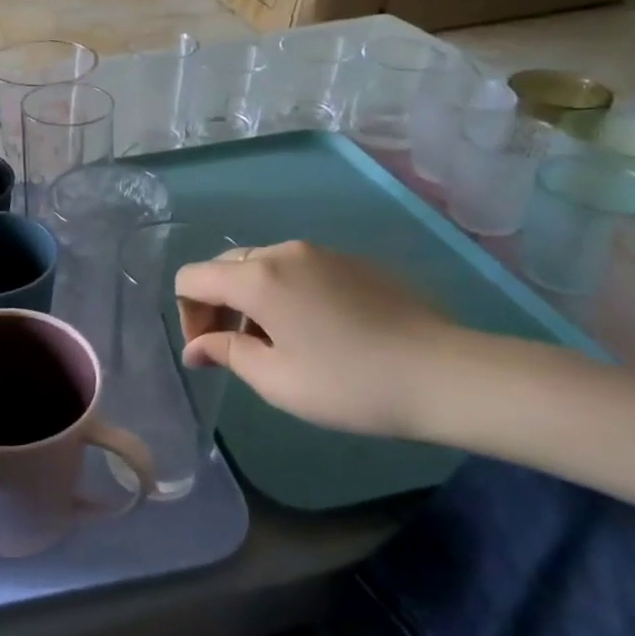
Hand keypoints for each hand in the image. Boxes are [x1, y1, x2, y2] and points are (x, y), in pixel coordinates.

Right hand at [173, 242, 460, 436]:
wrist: (445, 375)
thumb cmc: (349, 383)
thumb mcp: (275, 379)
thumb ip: (225, 353)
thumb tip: (196, 348)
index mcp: (257, 277)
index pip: (192, 278)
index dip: (188, 315)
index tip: (210, 353)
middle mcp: (284, 252)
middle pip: (225, 267)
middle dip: (217, 306)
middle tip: (237, 350)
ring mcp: (323, 252)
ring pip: (263, 266)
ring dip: (252, 300)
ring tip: (279, 345)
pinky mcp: (354, 262)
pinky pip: (300, 269)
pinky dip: (287, 294)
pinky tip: (318, 332)